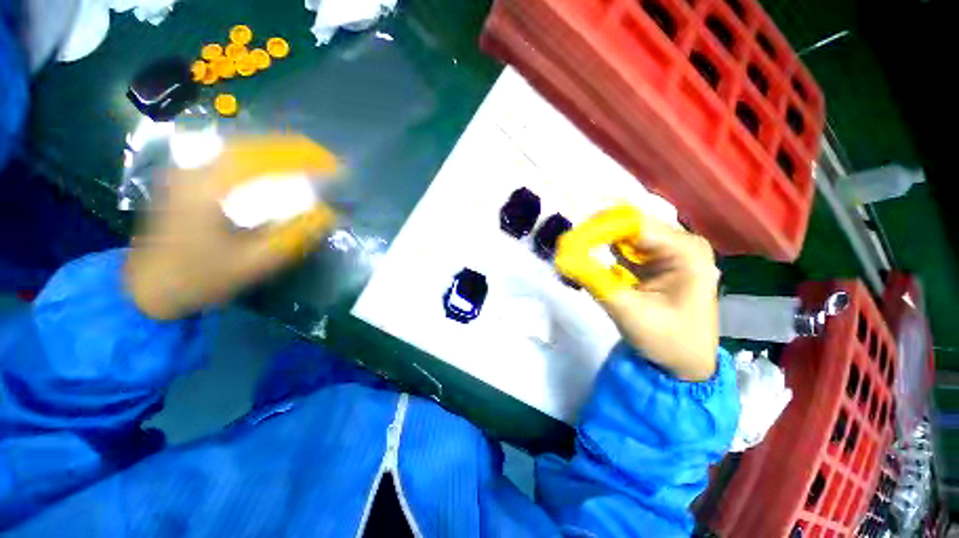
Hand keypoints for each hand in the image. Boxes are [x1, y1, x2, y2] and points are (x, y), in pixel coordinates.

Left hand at [125, 135, 338, 319]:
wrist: (148, 287)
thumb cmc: (201, 277)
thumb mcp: (256, 262)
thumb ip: (295, 235)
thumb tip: (328, 213)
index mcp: (210, 186)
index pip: (266, 157)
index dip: (304, 158)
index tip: (333, 165)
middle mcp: (196, 169)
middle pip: (254, 146)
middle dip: (295, 151)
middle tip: (326, 163)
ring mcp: (188, 172)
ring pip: (242, 149)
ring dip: (279, 154)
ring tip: (309, 163)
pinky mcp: (187, 180)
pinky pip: (231, 160)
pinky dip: (260, 161)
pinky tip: (276, 171)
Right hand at [577, 214, 719, 381]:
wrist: (685, 363)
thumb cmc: (666, 340)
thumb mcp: (627, 311)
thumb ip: (593, 281)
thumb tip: (562, 259)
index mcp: (686, 251)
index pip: (634, 224)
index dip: (598, 228)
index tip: (567, 242)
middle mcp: (680, 242)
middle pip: (628, 224)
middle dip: (594, 233)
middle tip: (566, 249)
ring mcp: (668, 249)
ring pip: (623, 232)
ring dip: (595, 241)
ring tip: (572, 254)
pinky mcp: (655, 258)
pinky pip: (623, 245)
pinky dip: (601, 250)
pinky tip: (585, 259)